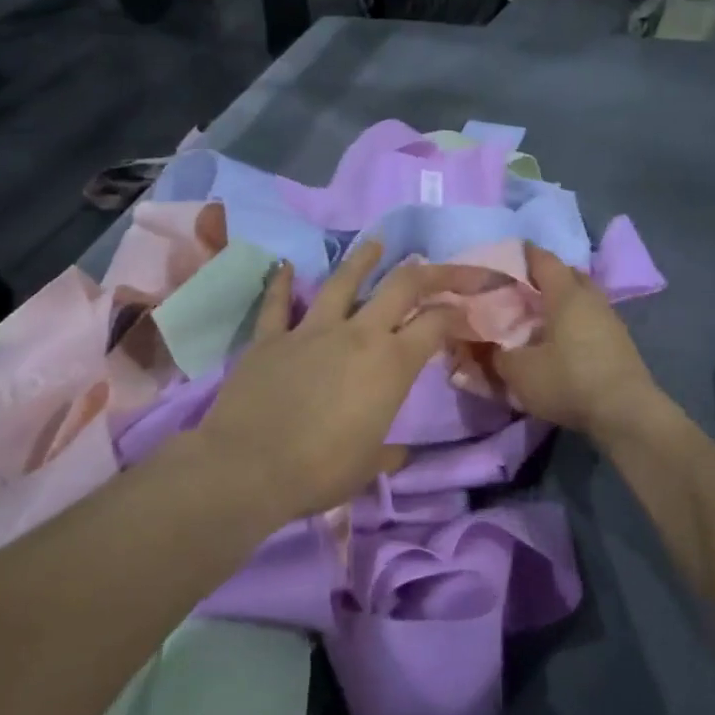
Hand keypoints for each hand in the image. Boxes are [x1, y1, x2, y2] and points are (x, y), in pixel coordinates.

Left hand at [190, 240, 473, 520]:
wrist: (248, 469)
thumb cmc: (320, 471)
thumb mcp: (368, 466)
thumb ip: (389, 452)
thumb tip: (401, 453)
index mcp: (392, 364)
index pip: (436, 323)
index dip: (457, 311)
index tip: (467, 307)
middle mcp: (358, 334)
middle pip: (401, 286)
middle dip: (428, 271)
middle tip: (438, 264)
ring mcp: (312, 330)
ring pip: (343, 281)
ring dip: (362, 260)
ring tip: (376, 243)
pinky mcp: (271, 337)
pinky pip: (276, 303)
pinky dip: (280, 283)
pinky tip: (283, 265)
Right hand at [491, 244, 668, 445]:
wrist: (626, 412)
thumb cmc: (569, 380)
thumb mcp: (520, 372)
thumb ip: (497, 355)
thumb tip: (487, 346)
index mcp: (565, 293)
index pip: (543, 259)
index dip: (524, 254)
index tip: (506, 255)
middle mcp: (591, 297)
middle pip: (567, 274)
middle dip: (545, 276)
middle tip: (521, 289)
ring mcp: (610, 318)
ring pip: (582, 297)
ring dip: (562, 301)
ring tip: (540, 316)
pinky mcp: (620, 341)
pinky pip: (592, 318)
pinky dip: (575, 321)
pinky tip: (562, 340)